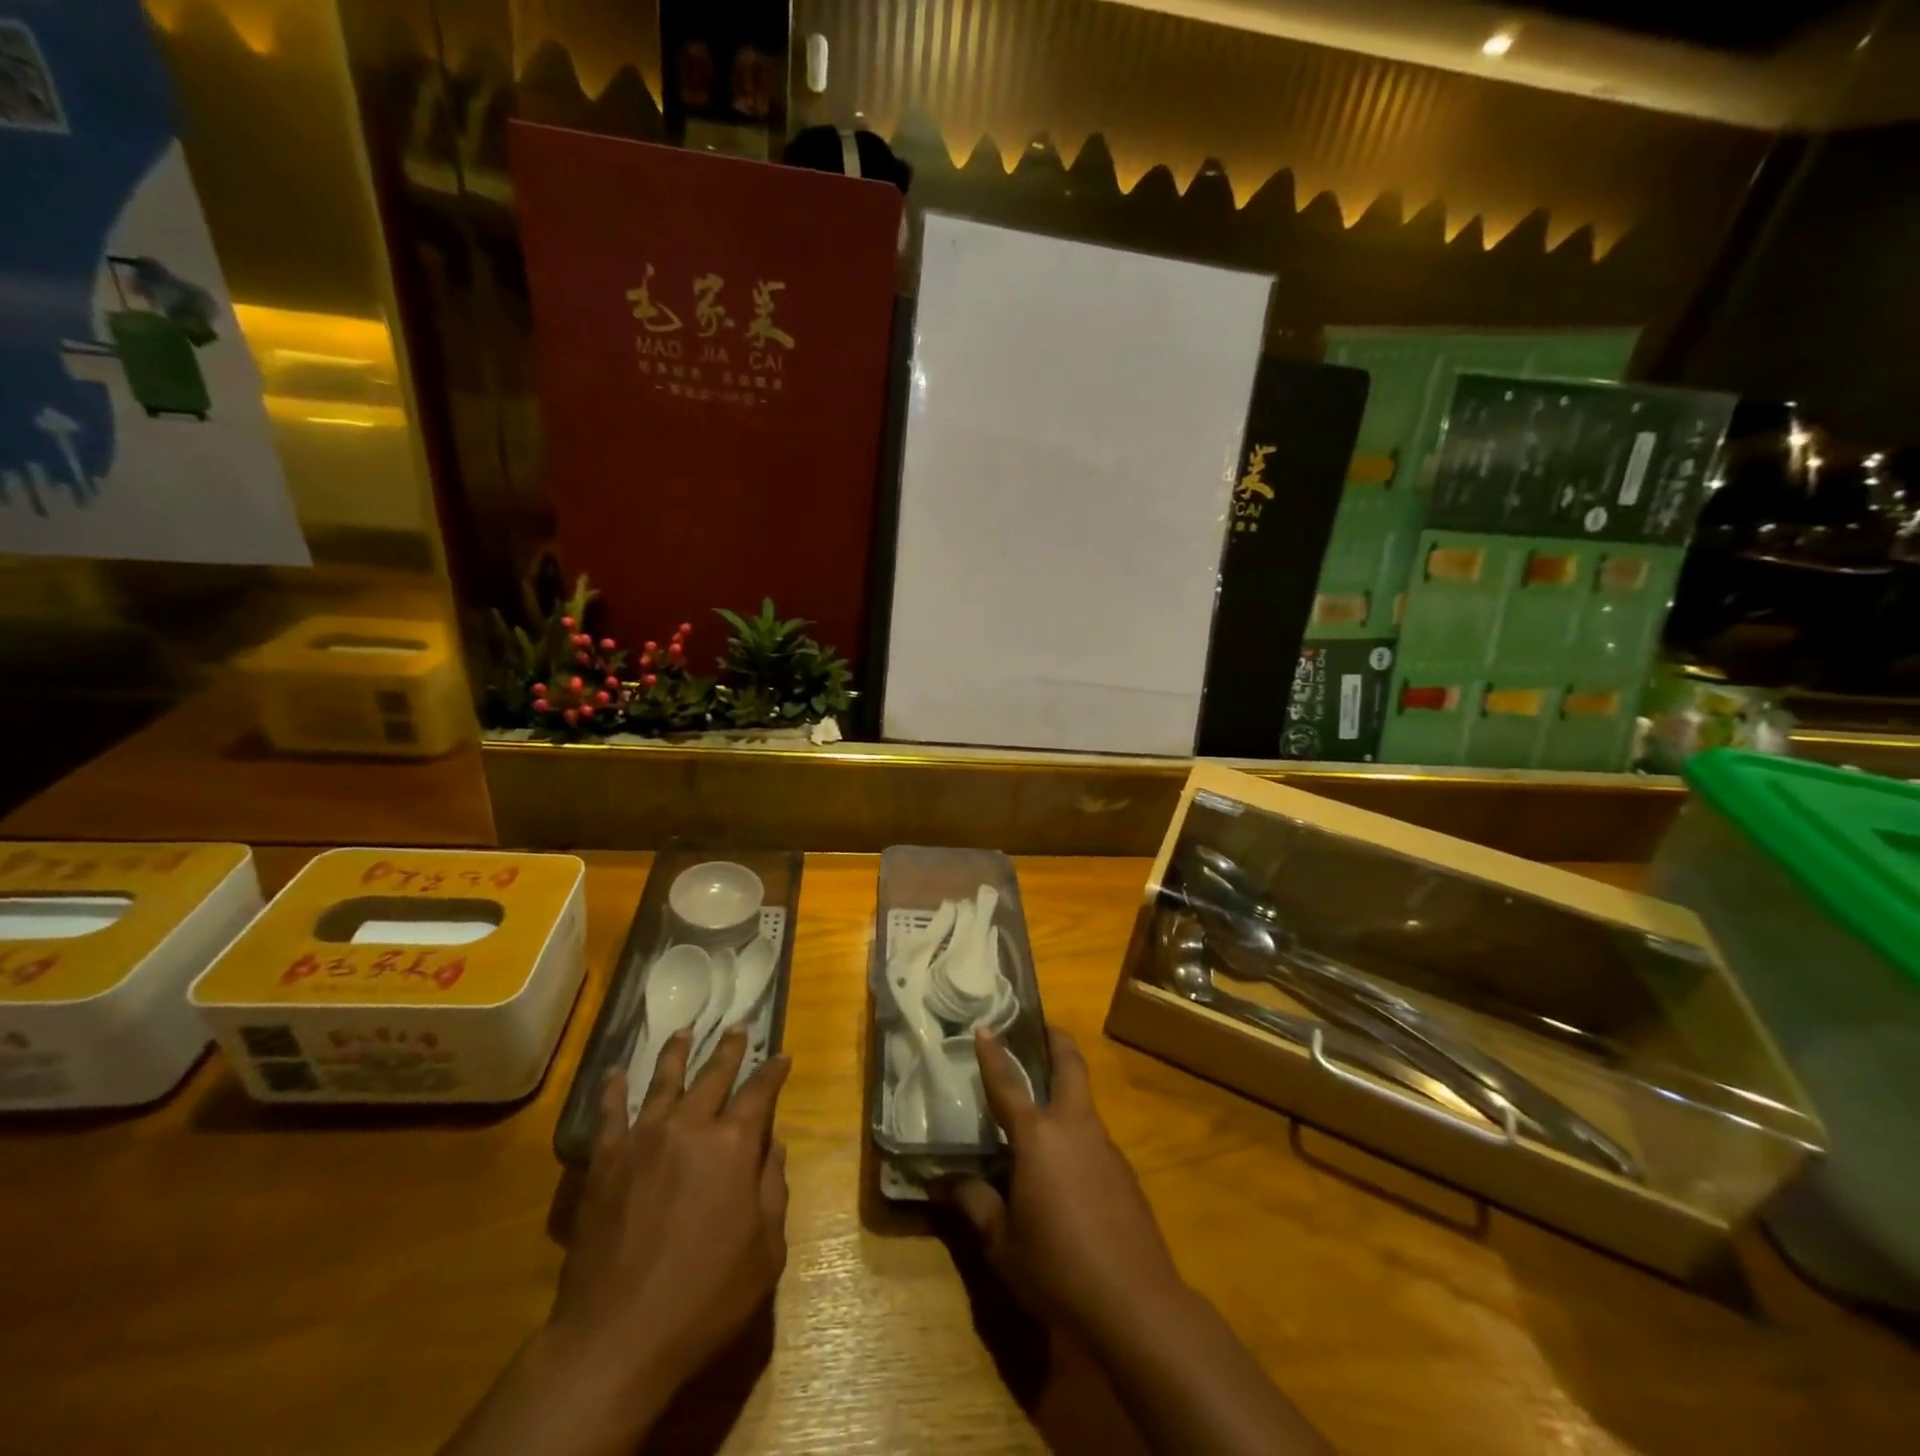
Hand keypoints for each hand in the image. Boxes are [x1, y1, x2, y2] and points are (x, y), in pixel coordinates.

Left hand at [551, 1027, 790, 1420]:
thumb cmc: (705, 1297)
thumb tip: (773, 1145)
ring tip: (683, 1031)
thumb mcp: (765, 1250)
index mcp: (734, 1145)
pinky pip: (609, 1114)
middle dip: (730, 1049)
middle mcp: (690, 1126)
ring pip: (663, 1081)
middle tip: (738, 1029)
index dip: (774, 1071)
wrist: (617, 1338)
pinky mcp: (605, 1161)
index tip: (782, 1055)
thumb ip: (772, 1188)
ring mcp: (643, 1139)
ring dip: (677, 1053)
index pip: (761, 1092)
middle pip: (714, 1074)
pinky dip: (612, 1091)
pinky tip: (613, 1074)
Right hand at [941, 1029, 1332, 1454]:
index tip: (985, 1027)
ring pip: (1084, 1101)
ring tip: (1043, 1101)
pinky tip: (1065, 1165)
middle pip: (1070, 1066)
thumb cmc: (1057, 1268)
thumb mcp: (1002, 1243)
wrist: (1135, 1303)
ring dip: (1067, 1087)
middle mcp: (1074, 1128)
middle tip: (1041, 1026)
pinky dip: (1076, 1131)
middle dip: (1056, 1040)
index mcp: (1038, 1137)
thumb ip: (975, 1203)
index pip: (1009, 1084)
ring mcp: (1105, 1147)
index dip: (994, 1054)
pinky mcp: (1124, 1172)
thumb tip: (943, 1180)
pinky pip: (1094, 1137)